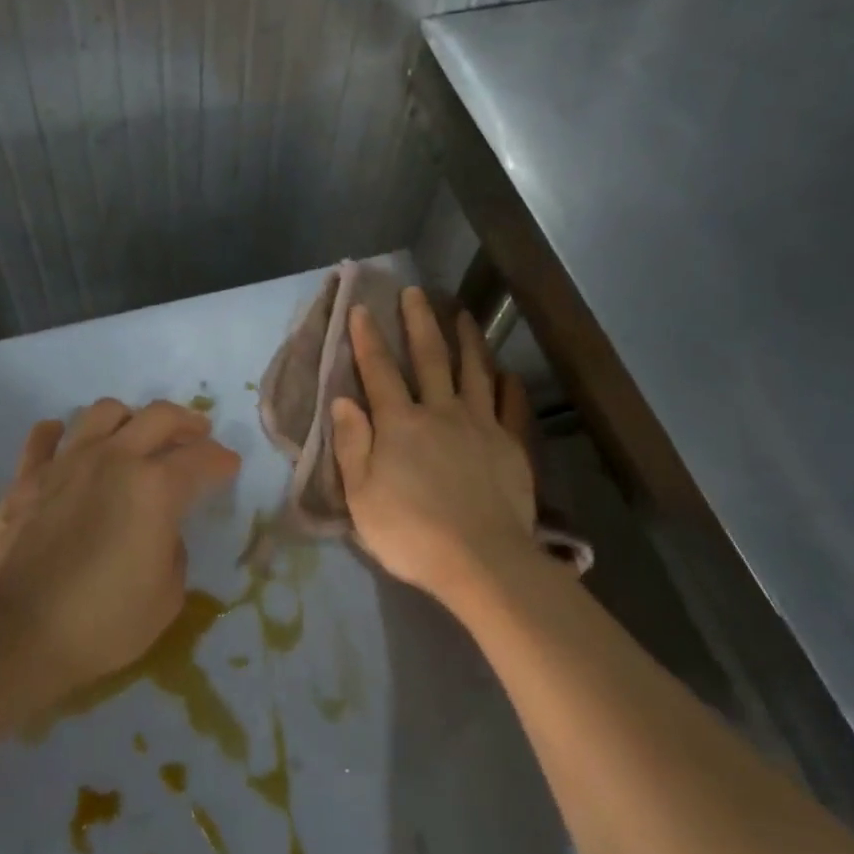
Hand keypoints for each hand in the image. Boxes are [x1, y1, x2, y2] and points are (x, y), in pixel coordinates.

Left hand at [0, 399, 239, 702]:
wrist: (20, 633)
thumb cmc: (105, 621)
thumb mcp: (168, 595)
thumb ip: (173, 549)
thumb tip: (161, 529)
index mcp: (156, 487)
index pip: (202, 458)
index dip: (222, 461)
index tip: (229, 467)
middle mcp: (114, 459)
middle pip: (159, 416)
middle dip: (187, 422)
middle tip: (197, 435)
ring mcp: (67, 462)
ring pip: (103, 412)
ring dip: (128, 419)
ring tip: (134, 436)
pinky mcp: (28, 477)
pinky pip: (44, 436)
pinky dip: (62, 434)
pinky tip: (69, 445)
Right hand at [331, 287, 539, 600]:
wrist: (479, 560)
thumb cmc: (409, 532)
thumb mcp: (361, 495)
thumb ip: (352, 443)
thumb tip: (342, 400)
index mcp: (399, 424)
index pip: (379, 372)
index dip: (368, 339)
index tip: (361, 309)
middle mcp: (440, 412)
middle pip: (429, 358)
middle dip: (419, 323)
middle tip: (415, 293)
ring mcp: (480, 425)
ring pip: (474, 372)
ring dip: (467, 341)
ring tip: (464, 315)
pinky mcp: (510, 445)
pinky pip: (511, 406)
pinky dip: (508, 385)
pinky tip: (506, 372)